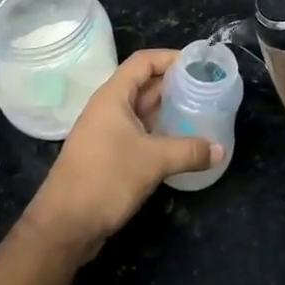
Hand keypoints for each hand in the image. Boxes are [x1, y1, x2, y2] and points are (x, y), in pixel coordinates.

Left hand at [21, 49, 219, 260]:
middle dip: (174, 84)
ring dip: (168, 110)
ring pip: (142, 111)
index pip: (143, 61)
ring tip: (199, 112)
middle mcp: (108, 109)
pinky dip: (159, 132)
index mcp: (113, 97)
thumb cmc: (105, 180)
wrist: (63, 227)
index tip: (199, 64)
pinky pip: (139, 133)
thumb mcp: (153, 161)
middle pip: (144, 84)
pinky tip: (181, 142)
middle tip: (206, 89)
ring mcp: (106, 133)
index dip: (170, 57)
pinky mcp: (108, 155)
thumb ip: (189, 151)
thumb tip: (221, 151)